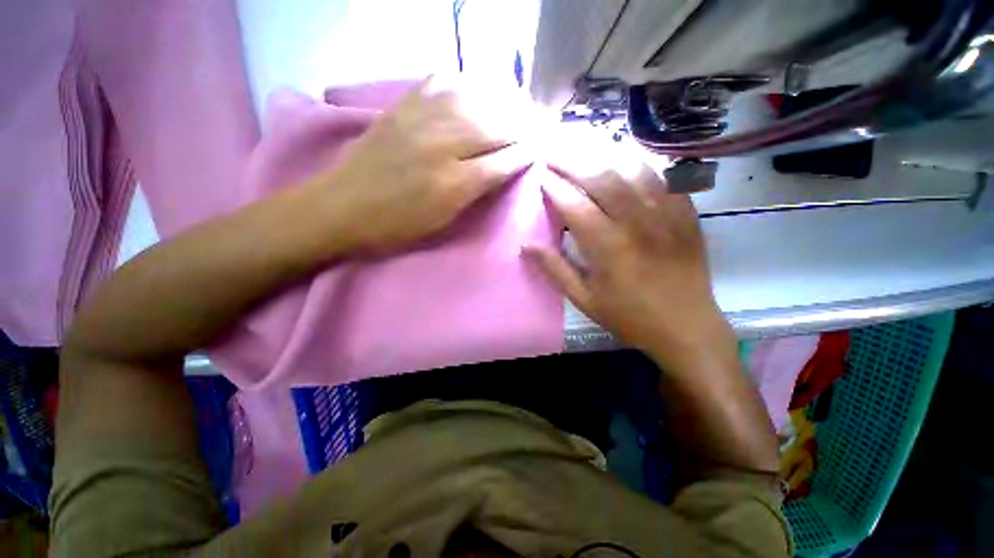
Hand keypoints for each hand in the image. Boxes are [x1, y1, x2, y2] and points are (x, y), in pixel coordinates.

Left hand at [313, 76, 530, 252]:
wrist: (340, 208)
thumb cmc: (395, 227)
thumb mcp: (441, 222)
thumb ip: (472, 195)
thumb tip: (499, 172)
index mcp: (452, 184)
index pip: (502, 162)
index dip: (525, 153)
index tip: (542, 146)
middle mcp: (441, 147)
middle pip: (493, 128)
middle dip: (521, 124)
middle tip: (539, 121)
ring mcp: (419, 122)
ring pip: (473, 101)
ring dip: (500, 100)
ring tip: (517, 101)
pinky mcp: (401, 108)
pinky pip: (439, 84)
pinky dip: (463, 82)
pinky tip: (475, 86)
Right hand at [523, 154, 735, 373]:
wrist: (687, 328)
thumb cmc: (629, 317)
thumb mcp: (584, 299)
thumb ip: (555, 269)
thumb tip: (526, 245)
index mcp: (608, 247)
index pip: (574, 205)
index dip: (554, 187)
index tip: (540, 176)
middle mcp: (637, 223)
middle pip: (601, 178)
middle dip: (572, 160)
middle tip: (553, 151)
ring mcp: (666, 214)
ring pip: (632, 168)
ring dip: (603, 153)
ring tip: (582, 146)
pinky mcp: (687, 213)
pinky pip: (663, 176)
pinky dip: (640, 161)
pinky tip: (624, 155)